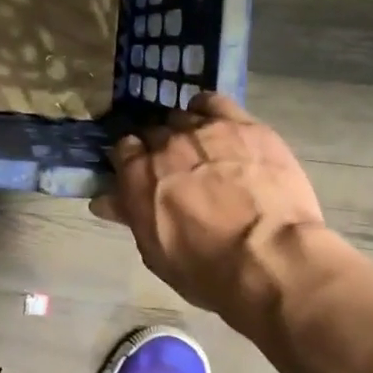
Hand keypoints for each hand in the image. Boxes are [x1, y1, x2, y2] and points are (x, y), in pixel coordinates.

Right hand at [93, 92, 325, 327]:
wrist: (270, 258)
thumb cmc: (207, 269)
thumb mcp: (156, 251)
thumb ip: (131, 215)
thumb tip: (102, 199)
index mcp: (138, 175)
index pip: (123, 149)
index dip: (133, 159)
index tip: (143, 172)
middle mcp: (165, 144)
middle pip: (154, 131)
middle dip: (161, 146)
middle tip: (177, 167)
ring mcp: (204, 130)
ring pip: (184, 115)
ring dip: (186, 129)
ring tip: (202, 149)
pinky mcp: (243, 125)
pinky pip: (216, 102)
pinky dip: (209, 109)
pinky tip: (218, 124)